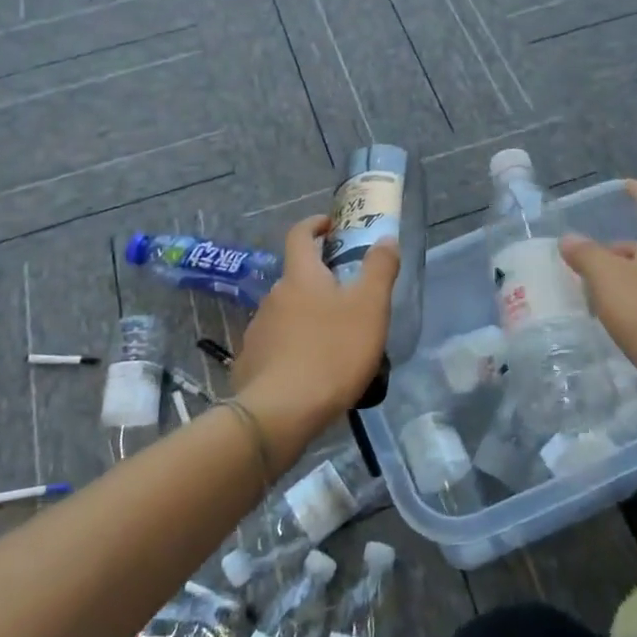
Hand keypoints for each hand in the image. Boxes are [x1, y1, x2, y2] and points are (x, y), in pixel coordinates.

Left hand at [232, 215, 399, 462]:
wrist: (280, 412)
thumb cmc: (331, 352)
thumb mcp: (370, 308)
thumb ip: (380, 269)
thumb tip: (385, 238)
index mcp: (300, 276)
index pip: (299, 235)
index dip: (314, 225)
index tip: (331, 225)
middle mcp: (273, 296)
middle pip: (296, 277)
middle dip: (319, 280)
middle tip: (348, 297)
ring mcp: (257, 330)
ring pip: (286, 313)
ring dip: (306, 316)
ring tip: (333, 340)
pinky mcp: (250, 362)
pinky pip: (275, 344)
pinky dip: (292, 347)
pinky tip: (309, 369)